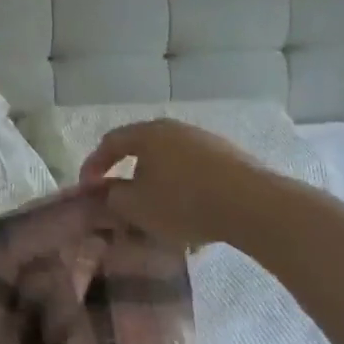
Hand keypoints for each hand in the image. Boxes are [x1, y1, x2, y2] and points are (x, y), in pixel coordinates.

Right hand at [80, 118, 271, 252]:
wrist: (256, 206)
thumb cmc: (184, 202)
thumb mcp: (136, 206)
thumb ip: (113, 196)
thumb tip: (109, 190)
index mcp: (147, 133)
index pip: (110, 143)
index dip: (93, 166)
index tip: (88, 190)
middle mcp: (175, 129)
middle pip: (142, 148)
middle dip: (128, 173)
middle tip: (120, 196)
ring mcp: (206, 141)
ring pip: (170, 161)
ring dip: (158, 182)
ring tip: (157, 210)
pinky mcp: (232, 158)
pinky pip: (196, 171)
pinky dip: (184, 188)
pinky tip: (190, 214)